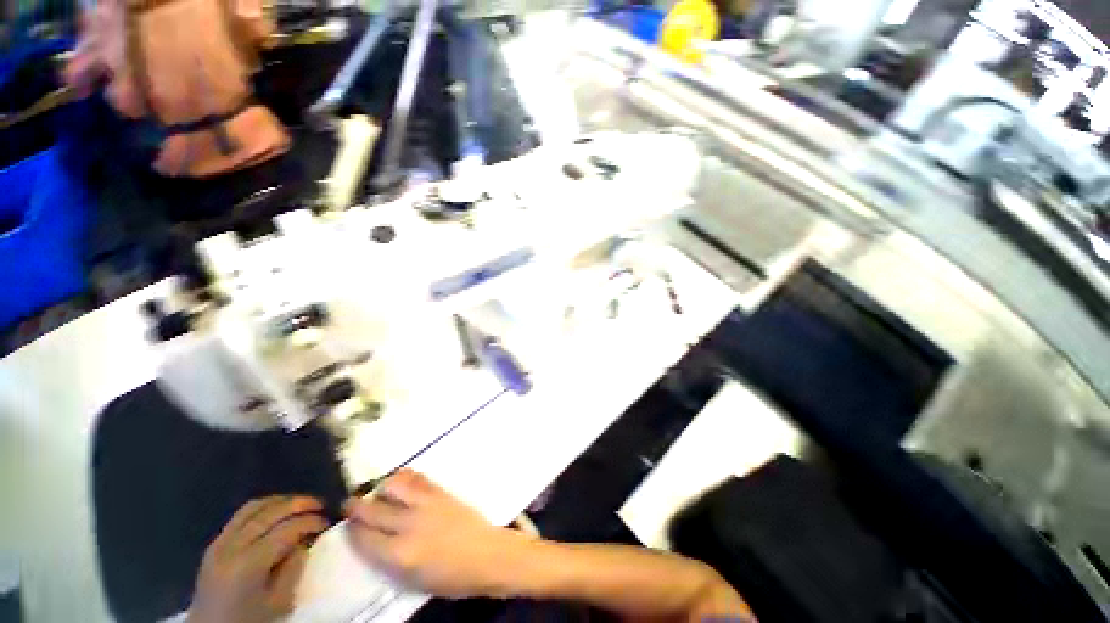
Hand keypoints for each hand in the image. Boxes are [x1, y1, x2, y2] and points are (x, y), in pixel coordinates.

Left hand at [188, 496, 327, 622]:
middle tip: (320, 504)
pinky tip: (274, 513)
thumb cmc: (250, 621)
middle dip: (298, 503)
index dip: (311, 521)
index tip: (328, 522)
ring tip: (299, 504)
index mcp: (249, 563)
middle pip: (269, 512)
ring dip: (280, 501)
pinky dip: (262, 508)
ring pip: (252, 508)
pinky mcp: (214, 544)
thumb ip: (294, 568)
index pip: (286, 529)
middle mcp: (232, 546)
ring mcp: (220, 543)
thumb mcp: (279, 602)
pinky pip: (240, 516)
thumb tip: (305, 541)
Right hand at [345, 469, 519, 597]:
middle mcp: (409, 525)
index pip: (365, 538)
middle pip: (373, 510)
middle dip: (356, 507)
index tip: (347, 525)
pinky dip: (406, 477)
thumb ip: (390, 560)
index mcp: (399, 554)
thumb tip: (373, 541)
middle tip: (349, 504)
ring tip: (379, 491)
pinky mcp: (441, 492)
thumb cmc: (450, 577)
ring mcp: (427, 504)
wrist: (485, 554)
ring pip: (395, 486)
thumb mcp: (413, 580)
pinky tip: (402, 480)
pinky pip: (419, 478)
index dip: (352, 530)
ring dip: (382, 488)